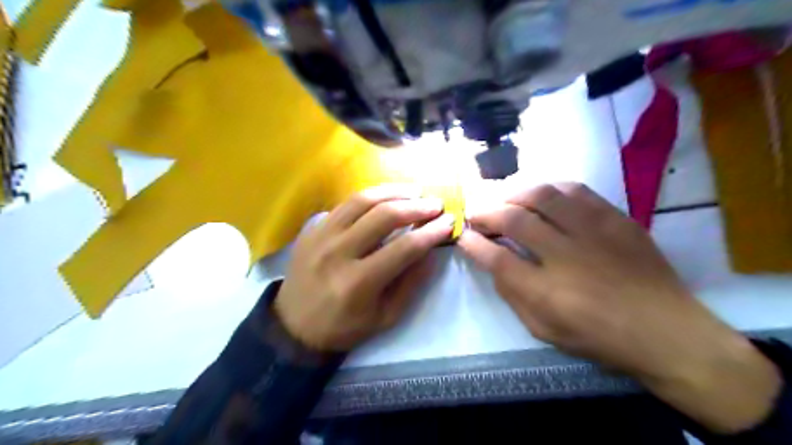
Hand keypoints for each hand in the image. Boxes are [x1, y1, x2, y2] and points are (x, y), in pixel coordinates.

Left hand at [276, 183, 455, 351]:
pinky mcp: (312, 229)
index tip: (449, 222)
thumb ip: (410, 284)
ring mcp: (321, 236)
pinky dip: (369, 196)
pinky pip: (344, 204)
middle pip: (383, 216)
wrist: (293, 325)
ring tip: (414, 191)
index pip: (404, 248)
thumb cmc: (343, 327)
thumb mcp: (384, 317)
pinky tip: (384, 196)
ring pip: (362, 200)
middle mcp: (338, 253)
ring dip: (393, 192)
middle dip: (416, 206)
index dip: (430, 232)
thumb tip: (430, 252)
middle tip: (435, 204)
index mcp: (358, 283)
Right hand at [458, 182, 778, 434]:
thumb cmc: (598, 336)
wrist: (666, 330)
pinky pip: (575, 190)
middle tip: (476, 213)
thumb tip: (492, 260)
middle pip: (514, 220)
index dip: (473, 243)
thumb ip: (512, 294)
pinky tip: (541, 195)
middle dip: (486, 212)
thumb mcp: (544, 329)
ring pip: (543, 196)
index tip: (463, 235)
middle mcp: (566, 255)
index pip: (495, 258)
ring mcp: (594, 232)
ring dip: (514, 194)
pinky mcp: (615, 219)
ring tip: (504, 200)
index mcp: (546, 292)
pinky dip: (550, 188)